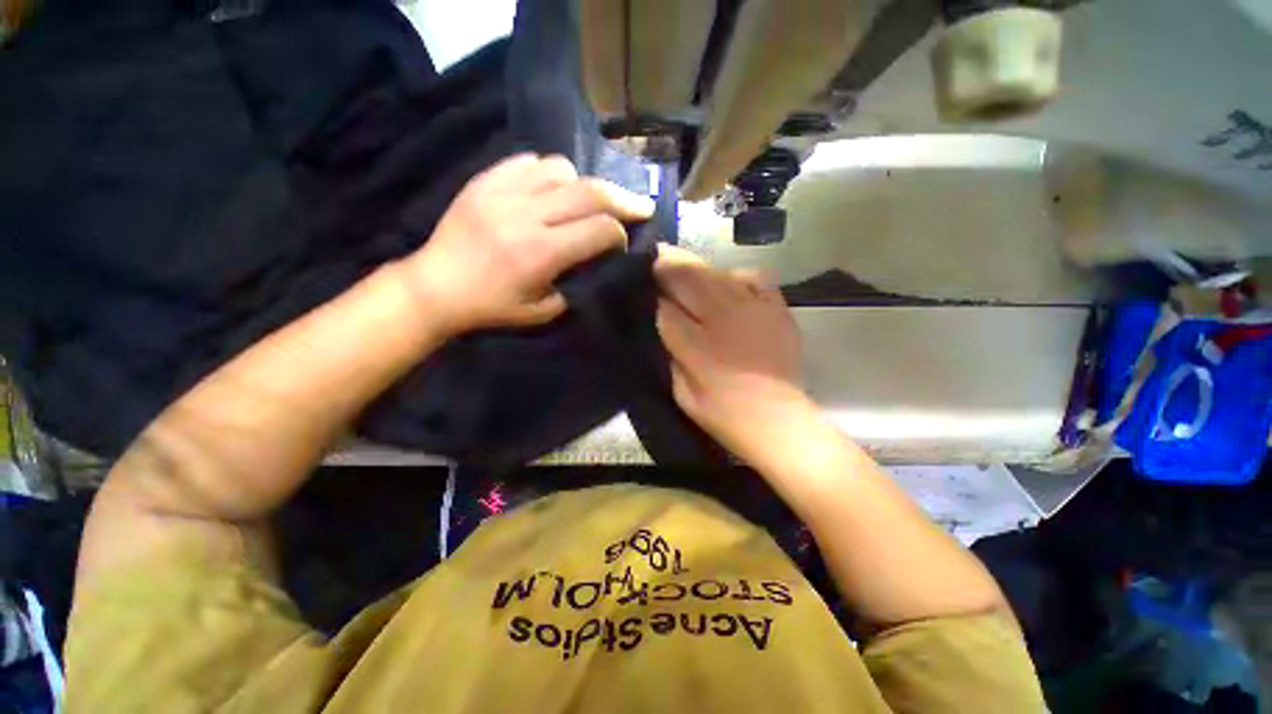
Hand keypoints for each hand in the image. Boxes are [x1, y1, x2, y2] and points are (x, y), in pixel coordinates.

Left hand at [400, 154, 654, 334]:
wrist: (436, 286)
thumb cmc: (492, 306)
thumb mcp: (543, 311)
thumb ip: (575, 285)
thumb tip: (594, 262)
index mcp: (542, 253)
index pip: (600, 229)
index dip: (621, 234)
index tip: (622, 243)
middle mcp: (527, 215)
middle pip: (590, 192)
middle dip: (624, 200)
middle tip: (640, 206)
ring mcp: (503, 191)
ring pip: (562, 168)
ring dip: (582, 185)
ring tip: (583, 201)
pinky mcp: (485, 180)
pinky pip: (529, 161)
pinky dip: (549, 174)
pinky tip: (550, 190)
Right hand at [654, 246, 810, 458]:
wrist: (777, 420)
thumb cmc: (723, 414)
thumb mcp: (682, 394)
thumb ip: (670, 356)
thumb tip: (663, 324)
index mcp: (698, 349)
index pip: (666, 310)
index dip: (654, 298)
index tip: (645, 290)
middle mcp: (724, 322)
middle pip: (690, 281)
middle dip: (668, 266)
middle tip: (656, 256)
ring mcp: (754, 312)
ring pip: (717, 274)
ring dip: (695, 266)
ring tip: (680, 261)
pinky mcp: (777, 310)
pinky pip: (755, 277)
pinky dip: (736, 275)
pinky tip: (727, 281)